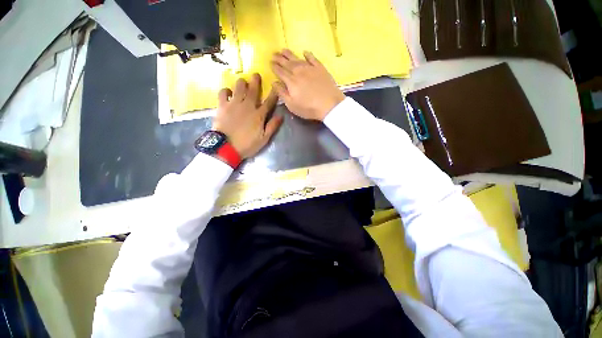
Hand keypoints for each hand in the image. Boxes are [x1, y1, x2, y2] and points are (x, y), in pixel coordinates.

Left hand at [212, 74, 282, 158]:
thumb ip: (272, 126)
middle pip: (253, 90)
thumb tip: (281, 116)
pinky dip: (226, 90)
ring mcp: (234, 104)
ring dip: (242, 83)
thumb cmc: (247, 144)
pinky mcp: (222, 106)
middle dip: (256, 81)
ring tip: (243, 81)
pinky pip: (223, 93)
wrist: (226, 147)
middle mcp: (247, 106)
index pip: (269, 102)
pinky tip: (228, 92)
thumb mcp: (264, 139)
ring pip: (238, 88)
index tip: (276, 86)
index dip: (273, 94)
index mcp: (259, 115)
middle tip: (256, 74)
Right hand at [271, 49, 344, 120]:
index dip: (274, 67)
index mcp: (291, 81)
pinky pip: (312, 58)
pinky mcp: (320, 68)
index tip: (270, 63)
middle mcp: (299, 72)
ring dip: (289, 54)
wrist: (329, 105)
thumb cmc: (309, 108)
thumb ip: (282, 93)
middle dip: (279, 58)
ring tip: (283, 50)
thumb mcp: (292, 105)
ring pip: (297, 58)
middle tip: (273, 53)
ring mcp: (310, 68)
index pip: (280, 72)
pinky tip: (304, 52)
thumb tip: (274, 82)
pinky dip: (308, 55)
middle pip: (287, 63)